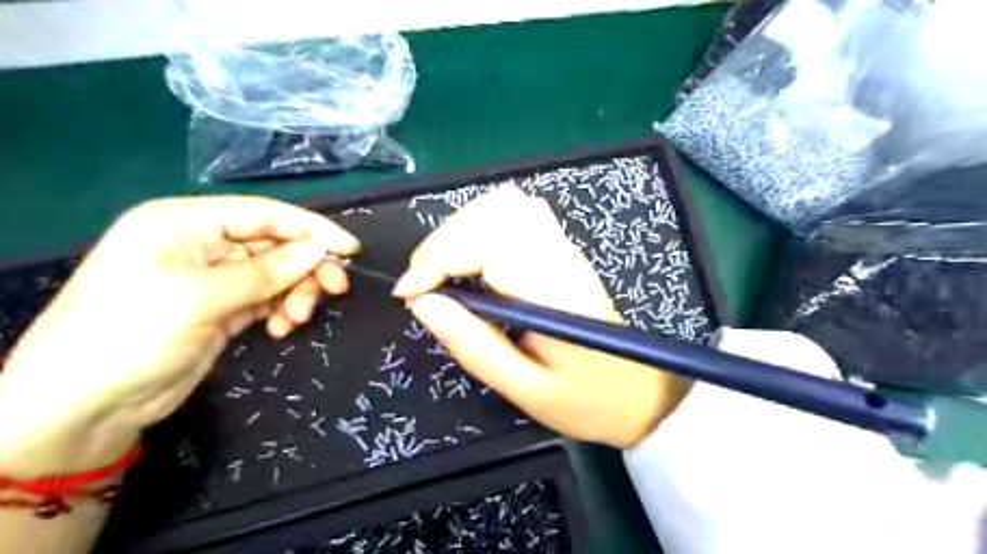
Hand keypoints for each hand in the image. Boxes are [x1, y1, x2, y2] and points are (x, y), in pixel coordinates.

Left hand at [0, 196, 357, 471]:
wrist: (81, 408)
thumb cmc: (130, 335)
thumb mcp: (201, 297)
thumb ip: (267, 272)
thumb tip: (320, 249)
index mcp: (186, 223)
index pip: (264, 214)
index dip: (311, 228)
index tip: (350, 249)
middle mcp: (202, 244)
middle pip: (275, 245)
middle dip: (306, 267)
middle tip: (336, 290)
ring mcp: (213, 279)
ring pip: (277, 274)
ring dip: (295, 293)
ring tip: (296, 319)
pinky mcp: (222, 309)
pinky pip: (268, 299)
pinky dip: (281, 310)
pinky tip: (280, 329)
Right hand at [393, 187, 686, 446]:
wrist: (638, 391)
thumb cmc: (586, 399)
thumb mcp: (525, 389)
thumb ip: (474, 346)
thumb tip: (423, 304)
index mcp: (553, 292)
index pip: (487, 245)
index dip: (438, 261)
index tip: (409, 295)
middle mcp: (560, 256)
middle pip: (492, 213)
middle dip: (442, 242)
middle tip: (420, 286)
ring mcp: (564, 247)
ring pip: (505, 204)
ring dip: (459, 228)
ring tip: (440, 270)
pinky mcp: (562, 248)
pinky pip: (517, 212)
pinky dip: (481, 223)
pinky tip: (470, 256)